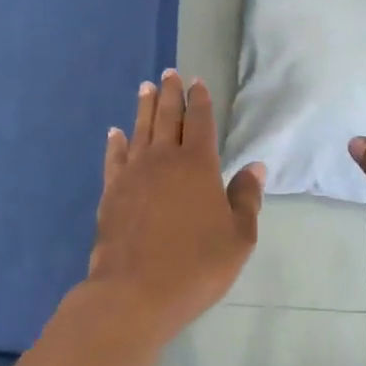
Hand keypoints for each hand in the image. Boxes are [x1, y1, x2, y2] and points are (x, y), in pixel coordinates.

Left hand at [84, 71, 264, 347]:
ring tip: (145, 87)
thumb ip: (246, 198)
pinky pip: (114, 158)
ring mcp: (133, 174)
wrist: (135, 293)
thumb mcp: (238, 237)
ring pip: (140, 130)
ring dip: (144, 107)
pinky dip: (116, 142)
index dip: (199, 100)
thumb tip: (254, 166)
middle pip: (166, 117)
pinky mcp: (111, 192)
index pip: (199, 121)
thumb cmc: (196, 265)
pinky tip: (115, 133)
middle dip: (170, 93)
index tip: (197, 82)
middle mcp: (163, 159)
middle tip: (169, 72)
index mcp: (197, 165)